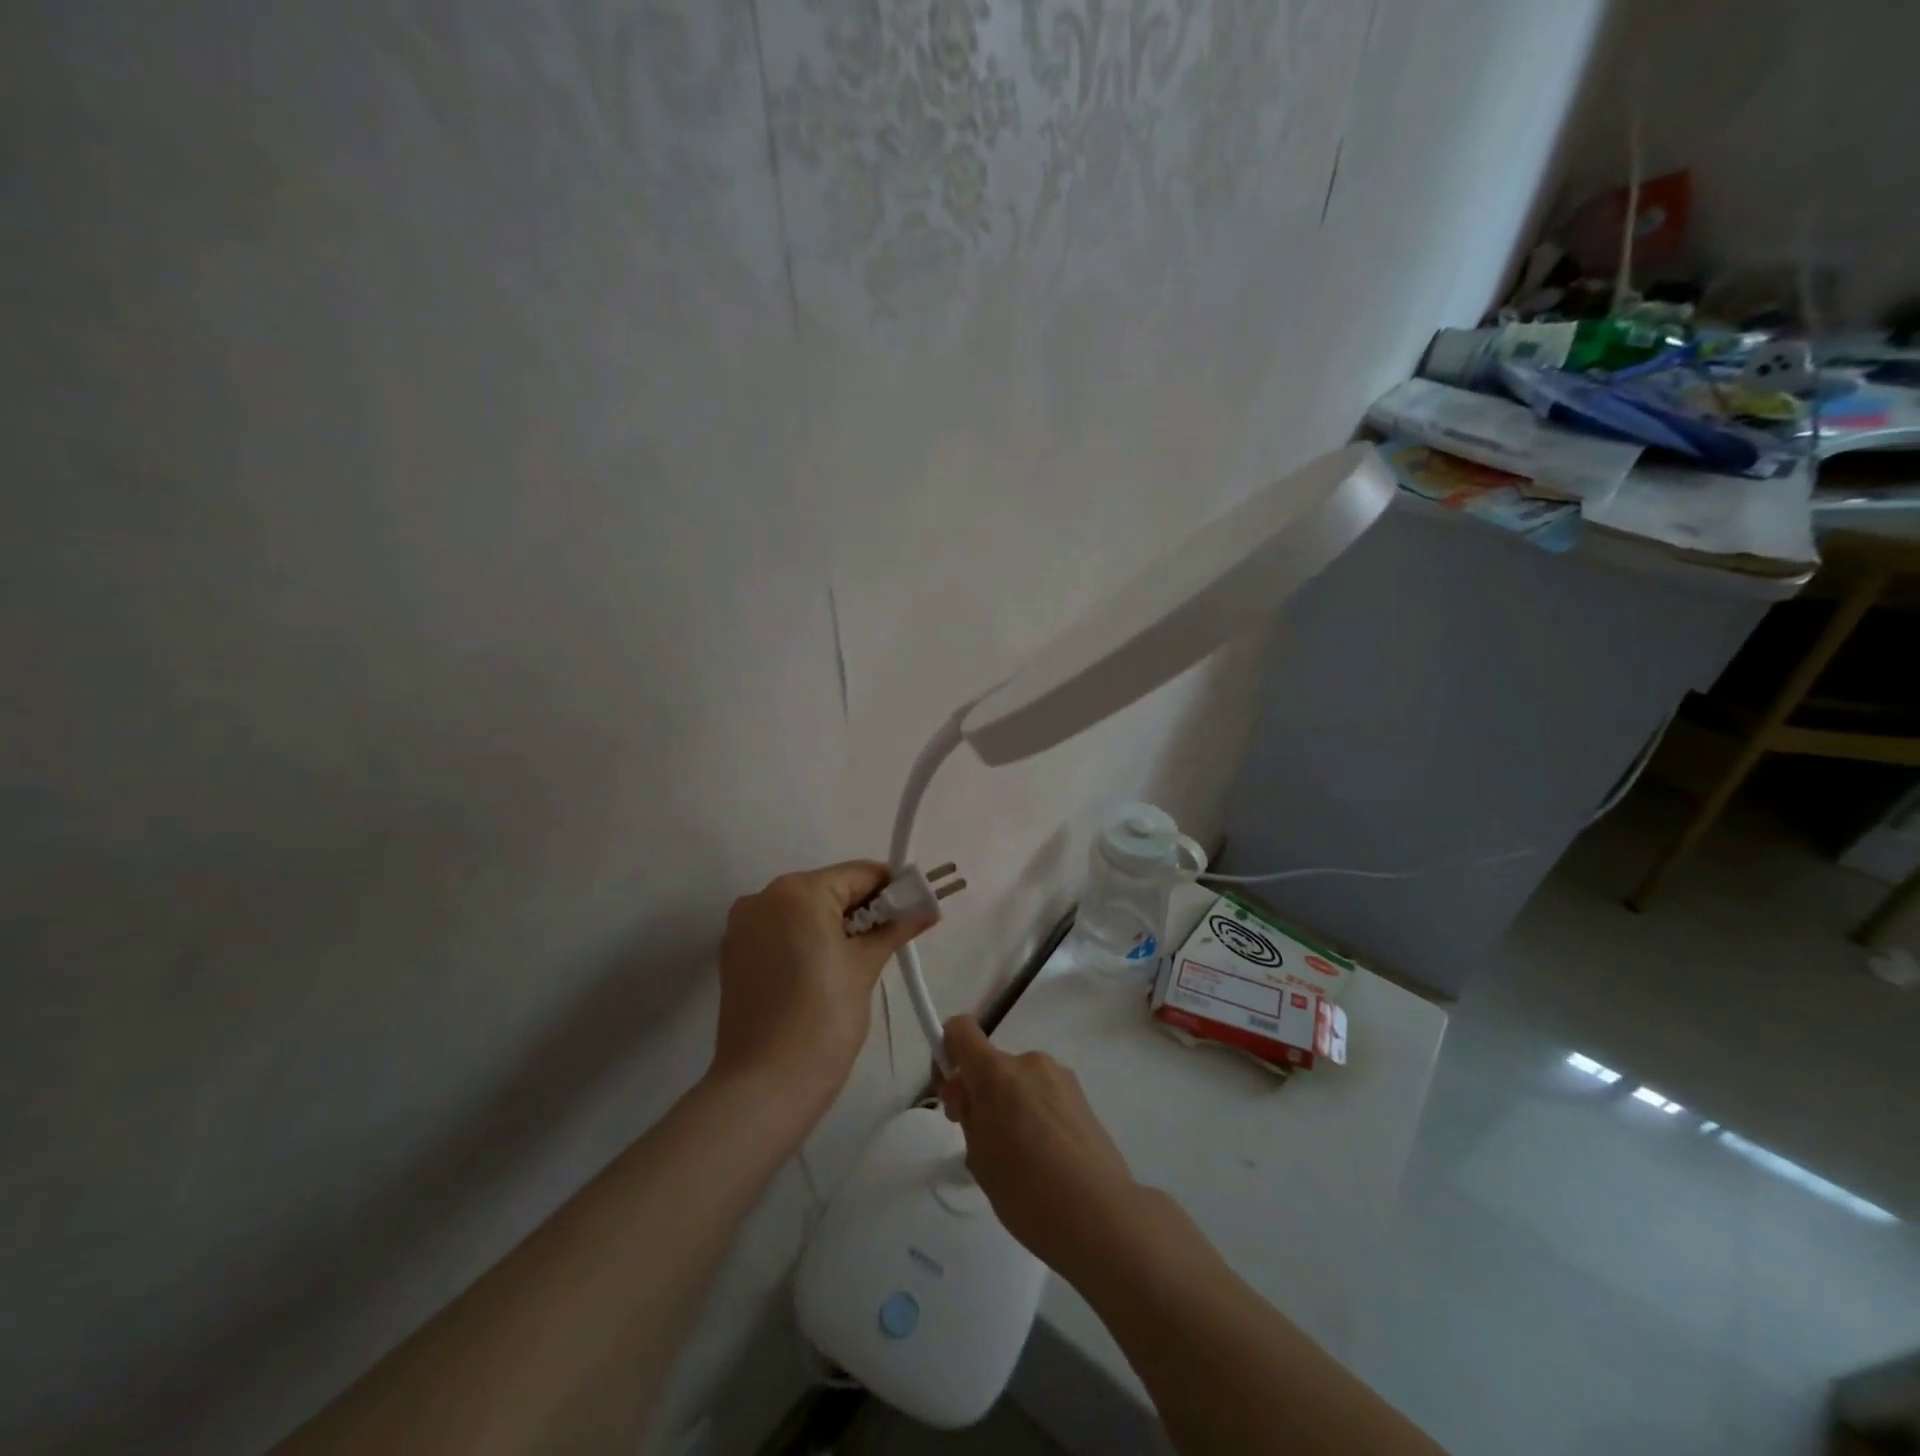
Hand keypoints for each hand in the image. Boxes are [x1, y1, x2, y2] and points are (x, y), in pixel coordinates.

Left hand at [710, 862, 931, 1121]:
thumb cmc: (823, 1019)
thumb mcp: (865, 967)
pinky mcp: (733, 954)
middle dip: (864, 909)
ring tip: (861, 960)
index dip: (893, 888)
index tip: (916, 909)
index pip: (859, 874)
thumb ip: (895, 927)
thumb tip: (928, 906)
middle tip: (893, 938)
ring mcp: (743, 926)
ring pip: (804, 911)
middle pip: (829, 889)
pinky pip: (782, 932)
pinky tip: (825, 972)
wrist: (764, 1087)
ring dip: (835, 925)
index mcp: (798, 891)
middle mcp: (764, 897)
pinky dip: (807, 941)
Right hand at [937, 1016, 1143, 1278]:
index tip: (952, 1094)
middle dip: (981, 1092)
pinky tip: (1046, 1157)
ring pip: (1019, 1081)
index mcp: (997, 1073)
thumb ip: (969, 1115)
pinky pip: (1044, 1094)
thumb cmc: (1026, 1191)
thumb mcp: (979, 1157)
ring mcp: (1060, 1076)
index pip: (960, 1030)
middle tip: (983, 1142)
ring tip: (1020, 1157)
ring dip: (1010, 1104)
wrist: (1100, 1216)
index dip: (947, 1051)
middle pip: (992, 1064)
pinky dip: (1035, 1114)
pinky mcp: (1082, 1096)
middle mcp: (1029, 1062)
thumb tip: (968, 1094)